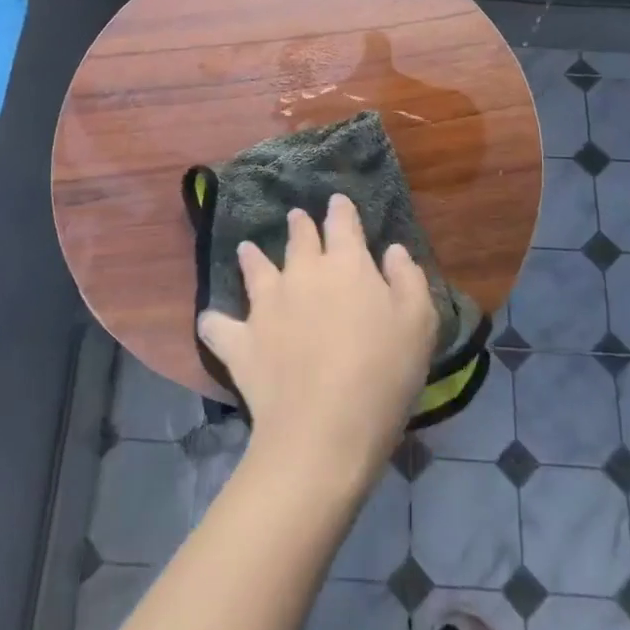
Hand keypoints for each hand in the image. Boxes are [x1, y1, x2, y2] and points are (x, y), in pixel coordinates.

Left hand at [197, 194, 436, 490]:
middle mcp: (302, 273)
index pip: (342, 224)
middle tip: (296, 217)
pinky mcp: (241, 341)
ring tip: (247, 249)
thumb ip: (407, 279)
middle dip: (299, 225)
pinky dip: (215, 323)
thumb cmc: (383, 373)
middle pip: (298, 239)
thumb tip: (393, 250)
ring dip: (253, 257)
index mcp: (346, 265)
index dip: (341, 211)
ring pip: (255, 270)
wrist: (325, 428)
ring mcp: (266, 305)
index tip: (337, 202)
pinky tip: (211, 322)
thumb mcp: (418, 324)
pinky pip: (219, 326)